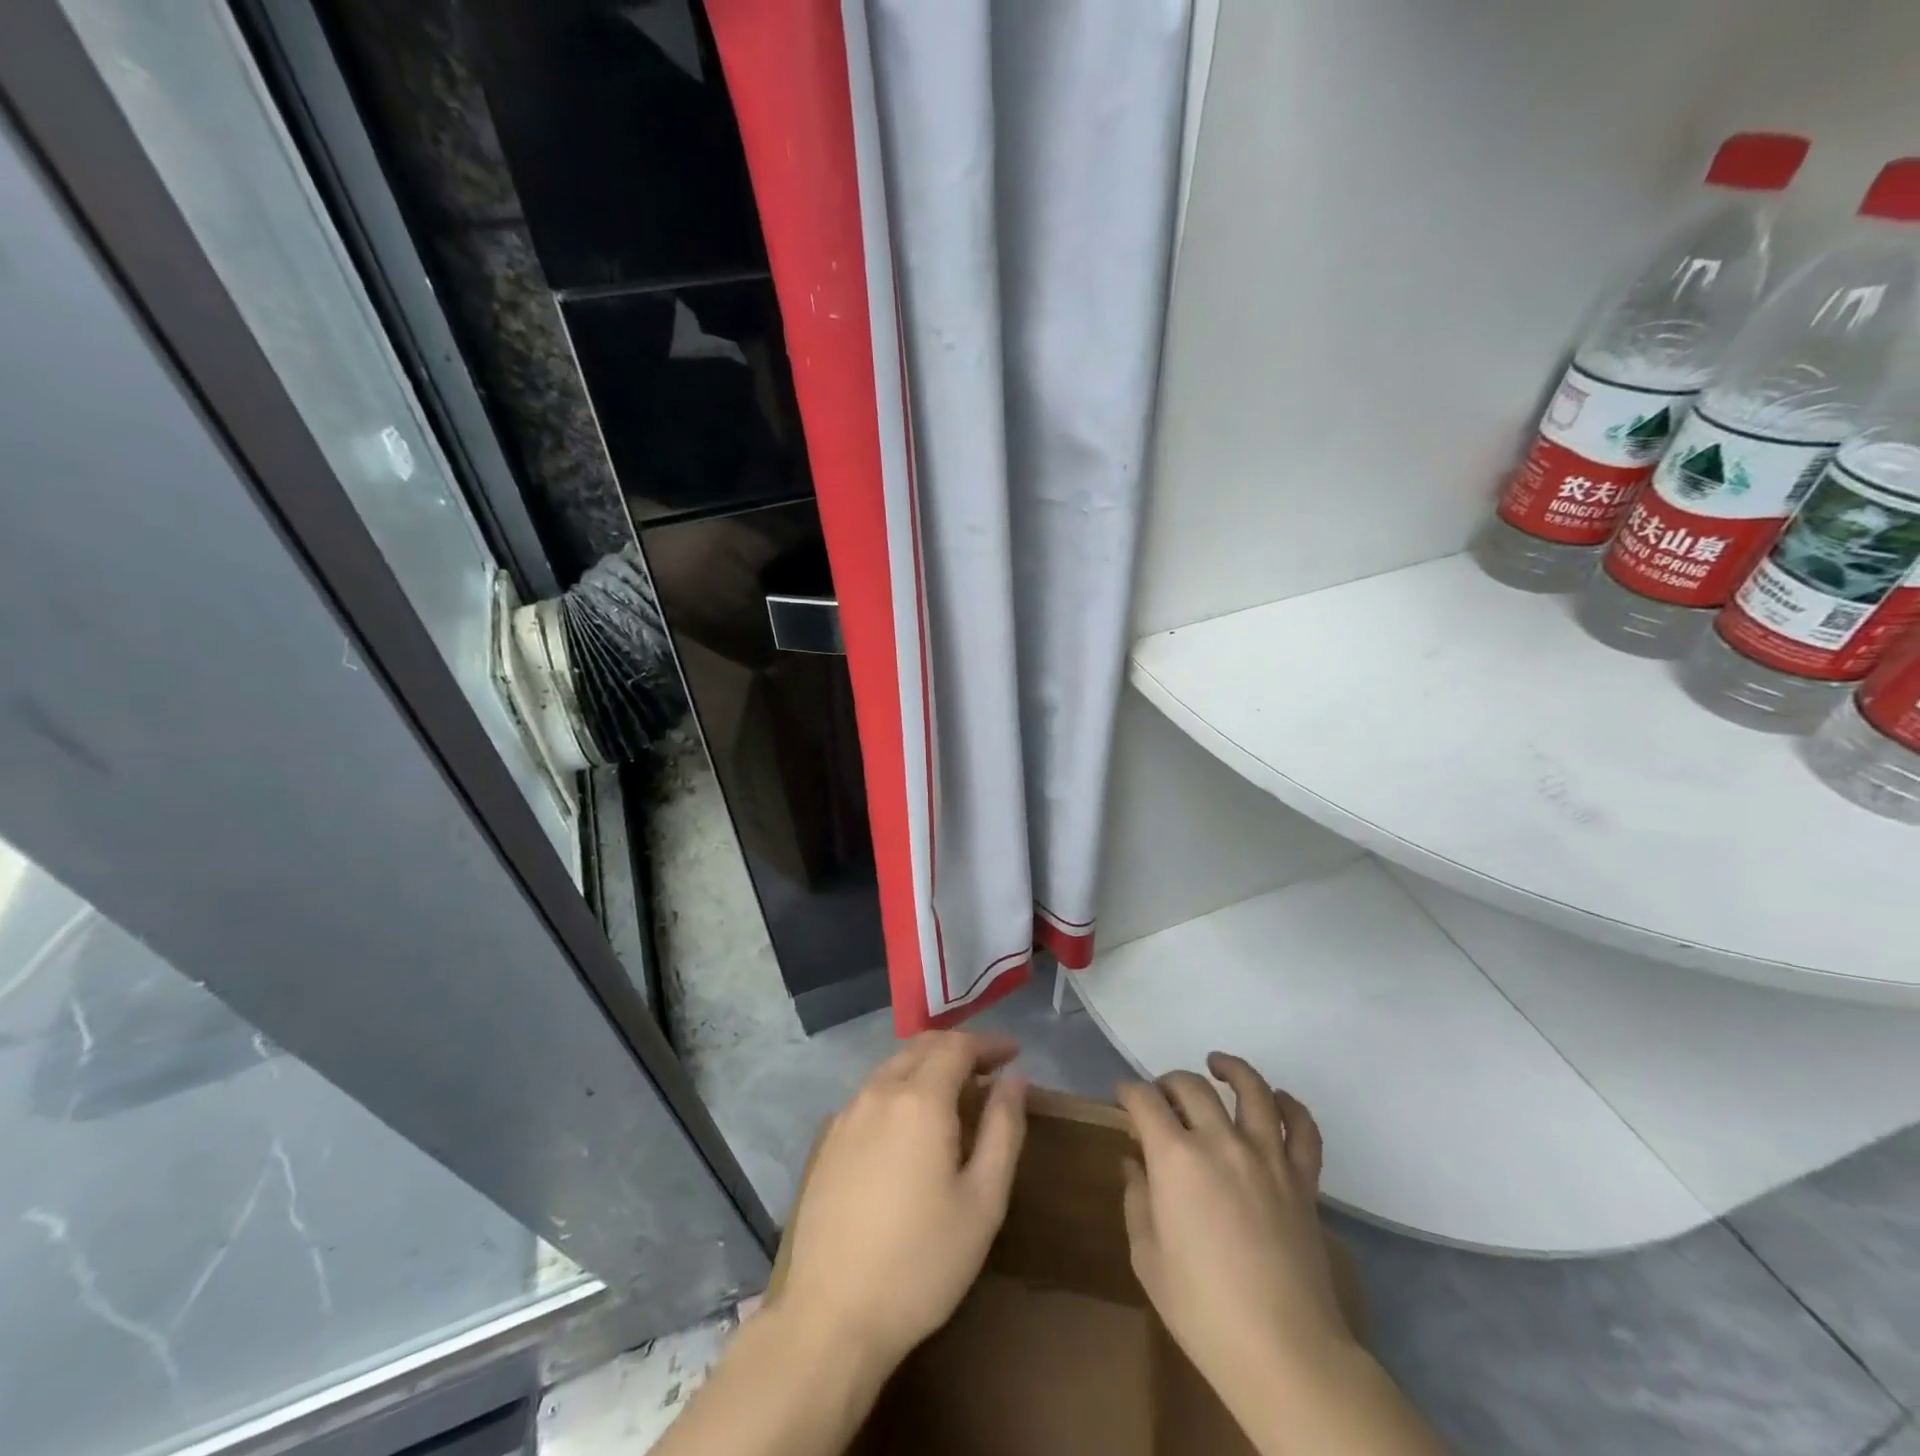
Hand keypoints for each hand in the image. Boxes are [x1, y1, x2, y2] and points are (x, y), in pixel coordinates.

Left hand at [775, 1031, 1027, 1373]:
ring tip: (956, 1094)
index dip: (989, 1043)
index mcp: (919, 1100)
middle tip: (989, 1069)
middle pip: (922, 1047)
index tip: (1014, 1053)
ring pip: (893, 1067)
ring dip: (927, 1066)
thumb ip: (1003, 1130)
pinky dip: (900, 1088)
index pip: (957, 1045)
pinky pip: (871, 1093)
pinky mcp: (827, 1141)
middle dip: (959, 1048)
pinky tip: (910, 1124)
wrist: (831, 1317)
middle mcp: (879, 1092)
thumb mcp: (982, 1202)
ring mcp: (847, 1115)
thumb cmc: (921, 1263)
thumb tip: (1013, 1081)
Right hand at [1117, 1054, 1352, 1405]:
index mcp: (1176, 1158)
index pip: (1145, 1101)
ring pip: (1252, 1090)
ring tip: (1217, 1065)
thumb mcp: (1148, 1257)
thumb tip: (1135, 1163)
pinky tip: (1277, 1100)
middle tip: (1160, 1096)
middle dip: (1168, 1082)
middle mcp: (1221, 1142)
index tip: (1122, 1098)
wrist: (1284, 1352)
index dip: (1128, 1092)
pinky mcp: (1302, 1180)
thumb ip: (1137, 1200)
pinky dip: (1291, 1106)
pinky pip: (1303, 1130)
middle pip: (1191, 1087)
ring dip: (1231, 1070)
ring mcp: (1267, 1157)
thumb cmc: (1203, 1309)